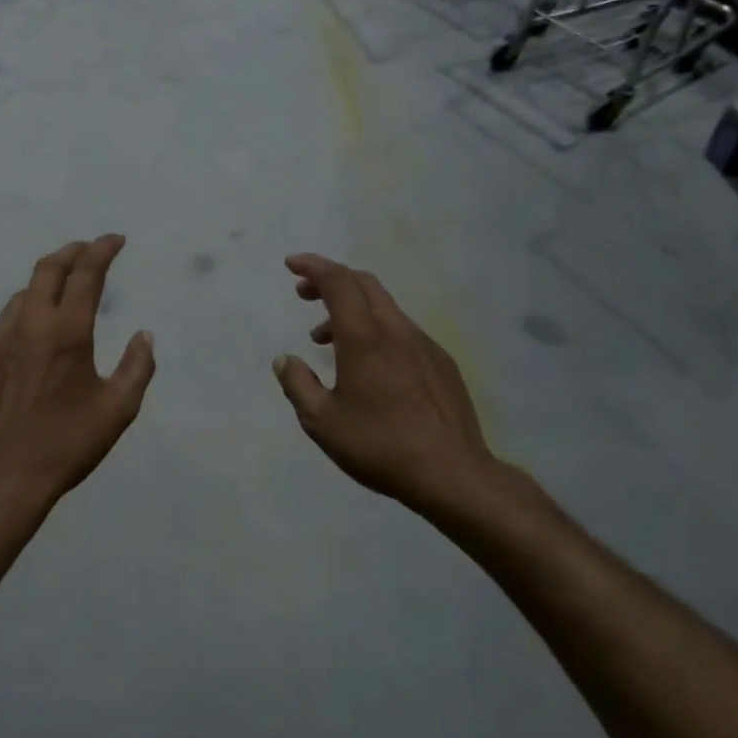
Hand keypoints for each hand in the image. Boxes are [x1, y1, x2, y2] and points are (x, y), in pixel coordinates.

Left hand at [0, 236, 155, 517]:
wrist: (1, 479)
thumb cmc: (66, 444)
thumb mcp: (117, 410)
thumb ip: (137, 367)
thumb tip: (144, 336)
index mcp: (66, 331)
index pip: (86, 273)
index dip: (102, 250)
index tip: (114, 240)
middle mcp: (27, 324)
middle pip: (46, 269)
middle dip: (70, 252)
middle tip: (85, 251)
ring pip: (19, 298)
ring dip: (42, 288)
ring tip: (57, 298)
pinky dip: (20, 323)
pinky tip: (26, 344)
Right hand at [272, 254, 506, 526]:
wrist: (452, 473)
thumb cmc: (379, 445)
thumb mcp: (321, 421)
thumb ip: (298, 384)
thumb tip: (285, 359)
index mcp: (365, 338)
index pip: (338, 282)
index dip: (313, 267)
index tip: (290, 264)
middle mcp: (396, 331)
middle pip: (364, 284)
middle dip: (331, 280)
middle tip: (304, 294)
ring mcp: (424, 345)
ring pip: (384, 308)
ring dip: (351, 309)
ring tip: (326, 339)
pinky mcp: (442, 363)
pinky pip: (402, 331)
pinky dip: (376, 330)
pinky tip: (369, 365)